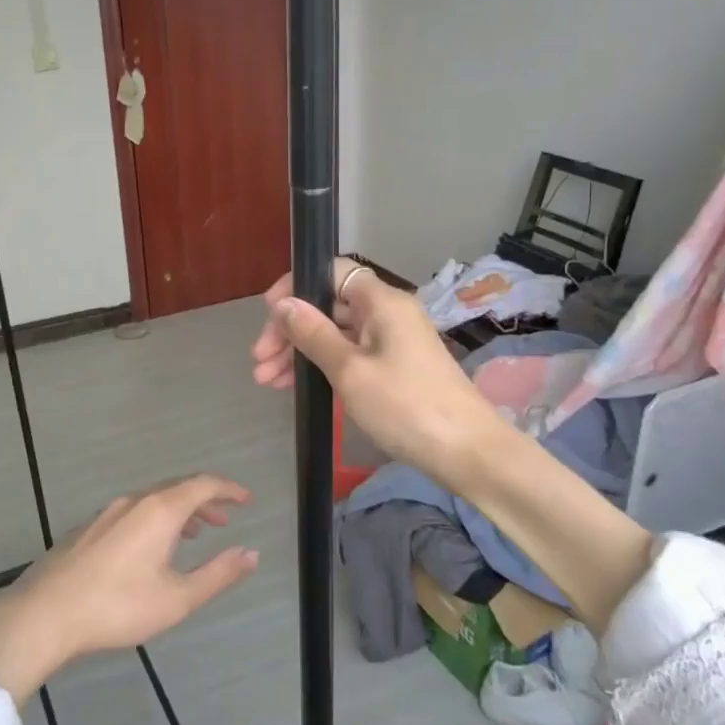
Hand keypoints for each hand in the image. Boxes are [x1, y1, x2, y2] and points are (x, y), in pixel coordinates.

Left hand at [0, 475, 258, 702]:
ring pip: (152, 500)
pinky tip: (150, 548)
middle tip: (224, 520)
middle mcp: (134, 501)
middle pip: (177, 488)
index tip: (247, 500)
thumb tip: (251, 553)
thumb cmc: (117, 607)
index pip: (203, 484)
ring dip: (179, 511)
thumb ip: (218, 574)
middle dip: (205, 501)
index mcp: (159, 510)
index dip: (228, 489)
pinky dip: (154, 519)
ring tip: (193, 533)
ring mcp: (106, 513)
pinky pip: (132, 511)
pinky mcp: (87, 529)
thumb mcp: (177, 598)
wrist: (44, 613)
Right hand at [251, 261, 506, 494]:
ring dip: (300, 352)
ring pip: (336, 334)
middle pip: (328, 305)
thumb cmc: (405, 406)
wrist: (466, 452)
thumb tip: (283, 303)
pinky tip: (298, 388)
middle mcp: (388, 313)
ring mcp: (393, 341)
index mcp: (381, 302)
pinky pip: (350, 355)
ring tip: (268, 382)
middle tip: (258, 363)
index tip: (268, 315)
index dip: (295, 287)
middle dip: (290, 330)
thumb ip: (313, 334)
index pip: (331, 272)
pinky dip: (323, 366)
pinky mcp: (396, 367)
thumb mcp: (350, 370)